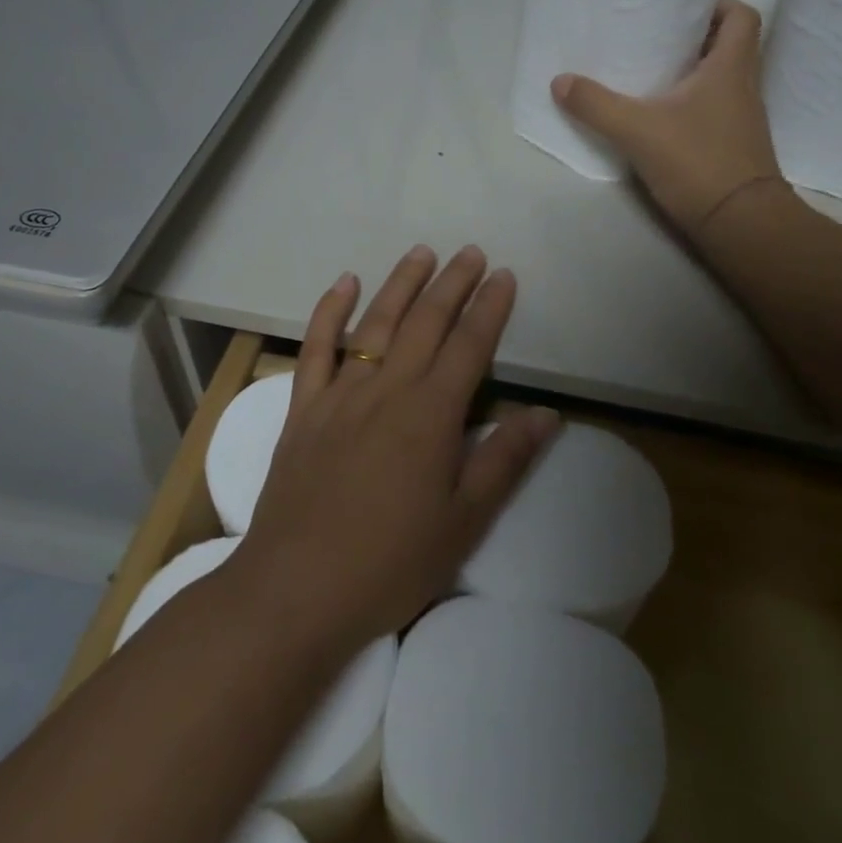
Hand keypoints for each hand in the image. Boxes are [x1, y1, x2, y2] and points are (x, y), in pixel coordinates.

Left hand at [233, 245, 560, 646]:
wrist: (295, 590)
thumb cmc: (390, 562)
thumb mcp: (463, 522)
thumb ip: (504, 460)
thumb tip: (546, 413)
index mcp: (431, 415)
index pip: (469, 346)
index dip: (490, 308)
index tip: (504, 276)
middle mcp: (387, 390)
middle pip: (425, 323)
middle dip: (452, 284)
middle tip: (471, 253)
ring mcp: (340, 395)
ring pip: (375, 324)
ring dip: (401, 285)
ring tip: (421, 253)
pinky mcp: (303, 409)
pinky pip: (316, 348)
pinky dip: (328, 311)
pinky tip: (342, 284)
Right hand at [552, 0, 782, 238]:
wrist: (740, 223)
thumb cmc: (698, 161)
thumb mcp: (637, 130)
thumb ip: (596, 105)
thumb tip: (560, 81)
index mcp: (731, 67)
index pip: (742, 16)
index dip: (717, 3)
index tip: (682, 7)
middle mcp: (744, 86)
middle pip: (730, 45)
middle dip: (695, 36)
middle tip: (656, 36)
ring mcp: (742, 118)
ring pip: (722, 79)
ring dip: (693, 72)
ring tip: (651, 72)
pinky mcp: (734, 145)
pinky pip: (715, 108)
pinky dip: (692, 104)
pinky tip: (660, 116)